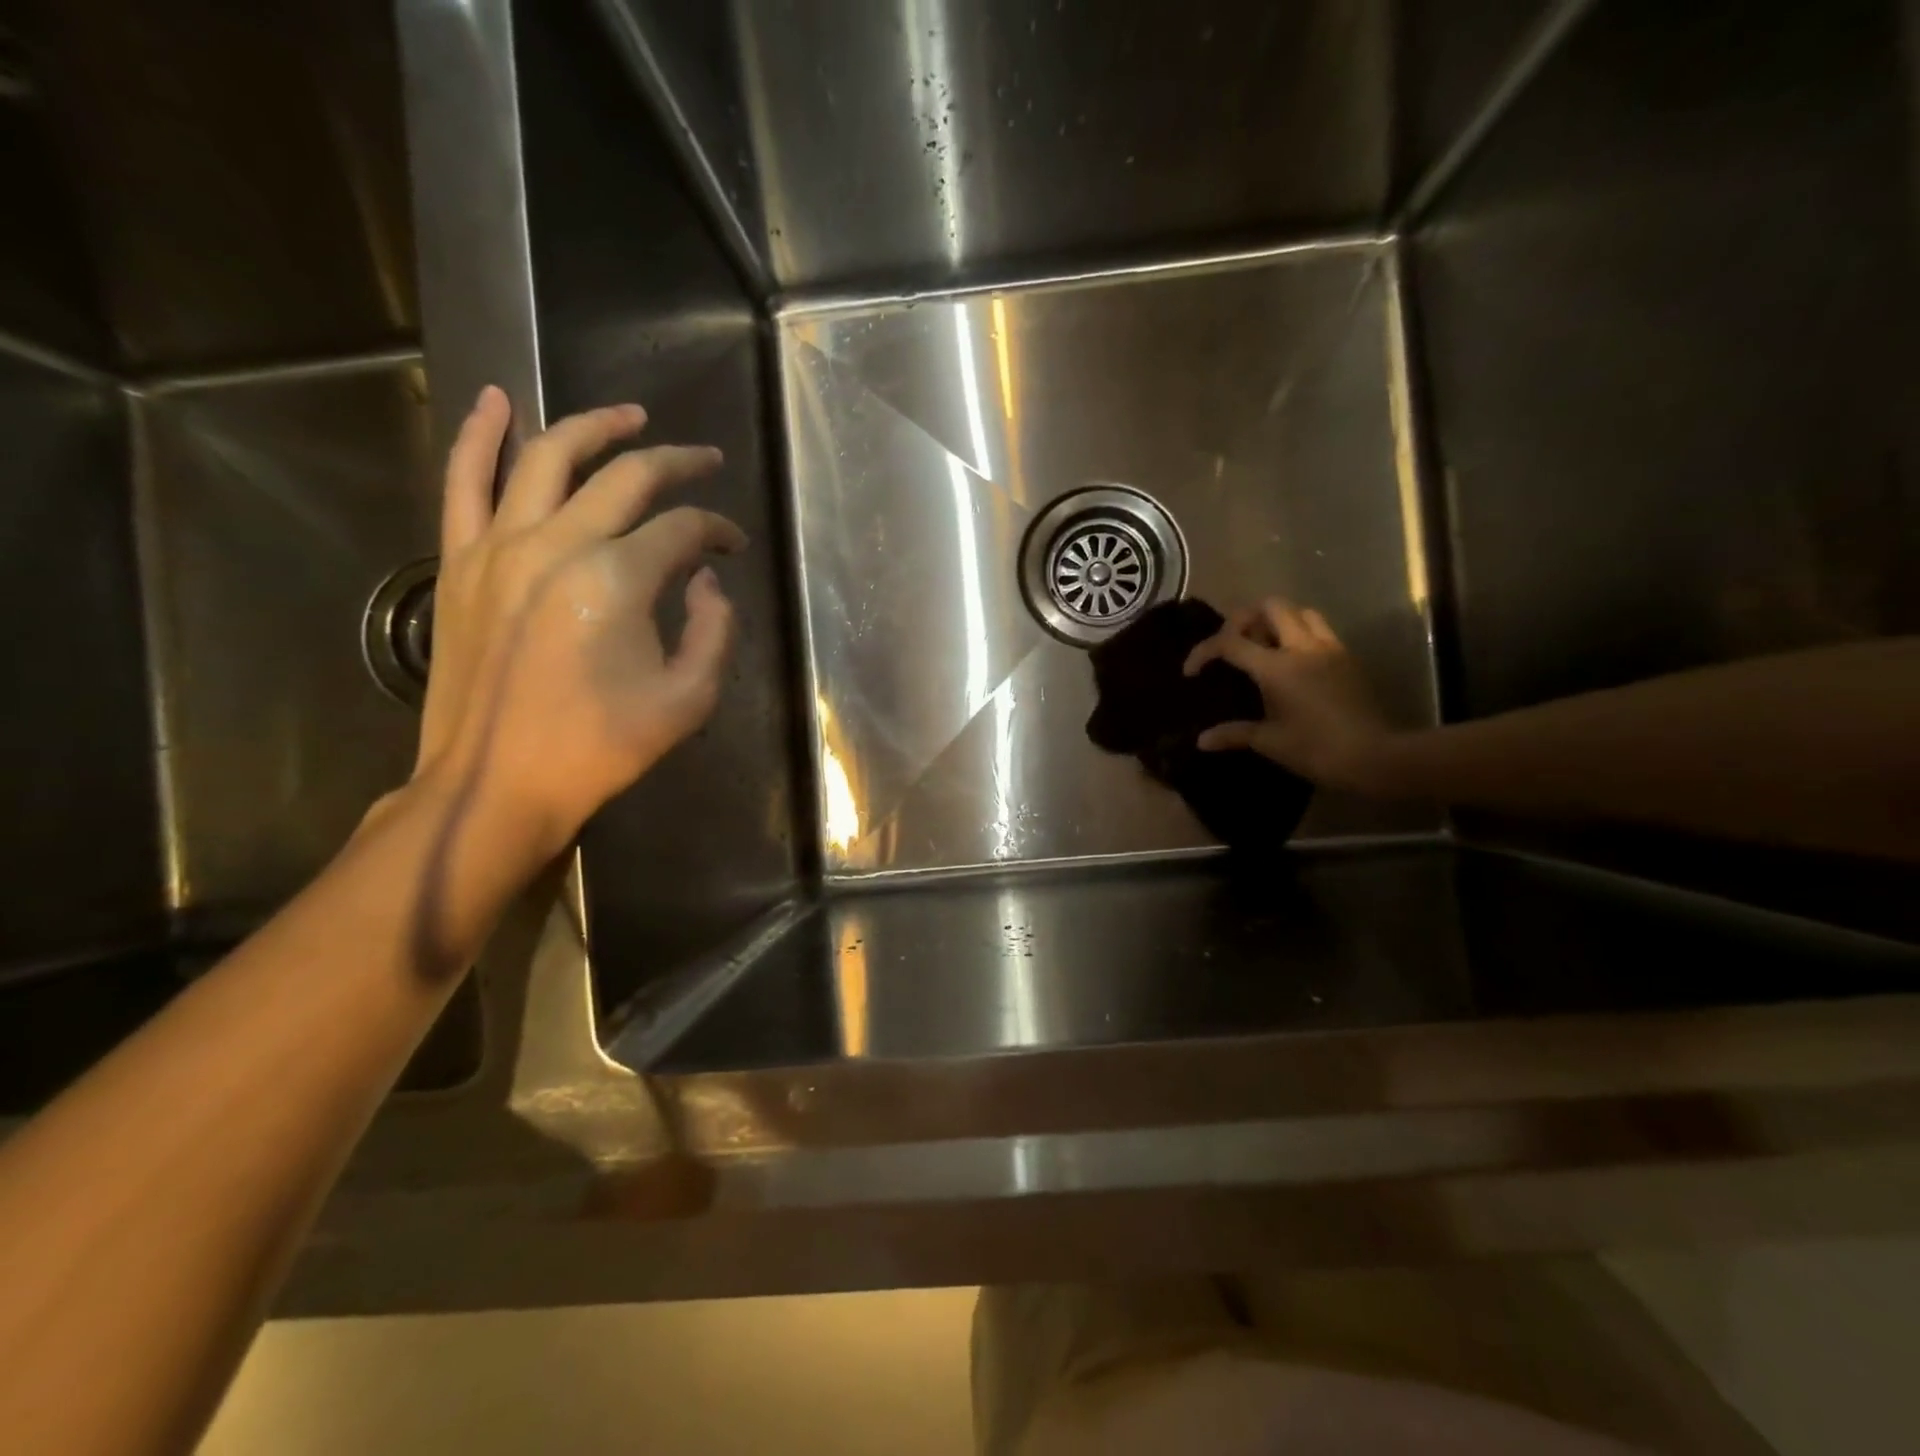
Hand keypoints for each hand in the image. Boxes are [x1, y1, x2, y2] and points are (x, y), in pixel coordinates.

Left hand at [414, 387, 745, 856]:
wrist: (497, 783)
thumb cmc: (600, 748)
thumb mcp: (689, 701)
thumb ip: (714, 631)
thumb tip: (704, 581)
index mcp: (617, 579)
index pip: (683, 530)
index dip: (717, 531)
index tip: (733, 545)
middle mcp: (558, 544)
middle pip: (626, 477)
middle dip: (676, 462)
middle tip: (706, 459)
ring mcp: (500, 546)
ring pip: (548, 457)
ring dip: (594, 426)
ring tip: (629, 416)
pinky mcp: (460, 561)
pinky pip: (464, 481)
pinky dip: (478, 434)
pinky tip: (496, 400)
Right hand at [1183, 600, 1395, 791]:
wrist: (1375, 756)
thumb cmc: (1316, 749)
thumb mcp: (1269, 742)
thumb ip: (1233, 734)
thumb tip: (1202, 740)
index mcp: (1277, 667)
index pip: (1230, 642)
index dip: (1204, 651)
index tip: (1192, 672)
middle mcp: (1302, 647)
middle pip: (1269, 607)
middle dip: (1243, 618)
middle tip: (1232, 643)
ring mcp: (1328, 648)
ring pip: (1298, 612)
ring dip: (1275, 620)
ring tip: (1263, 645)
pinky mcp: (1346, 657)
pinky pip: (1319, 629)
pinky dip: (1299, 633)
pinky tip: (1292, 659)